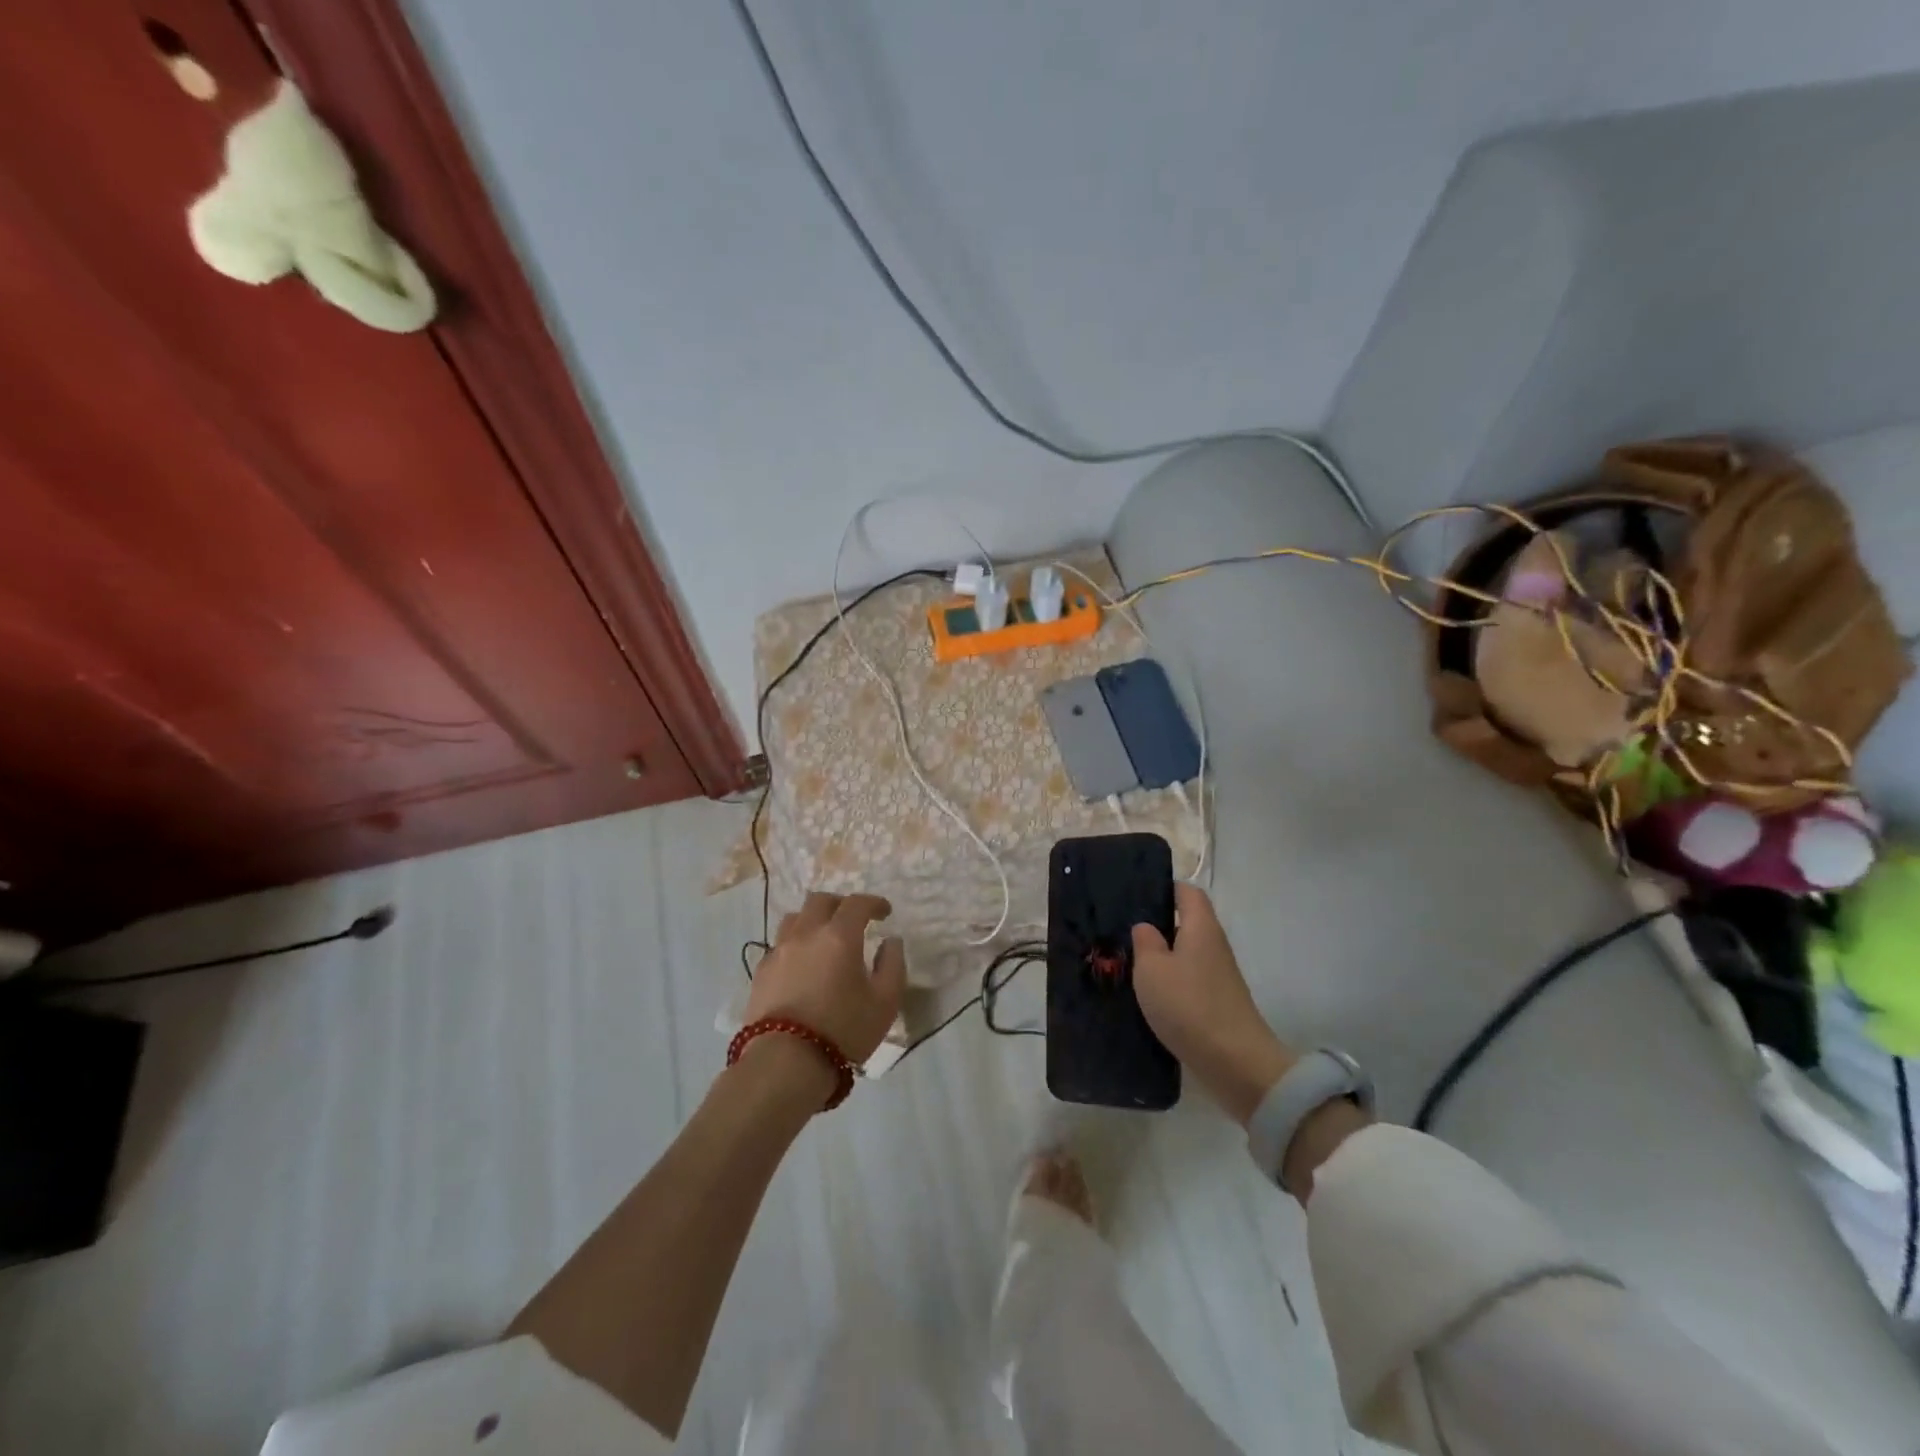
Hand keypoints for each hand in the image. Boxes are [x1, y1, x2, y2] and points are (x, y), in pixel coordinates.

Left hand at [747, 892, 905, 1066]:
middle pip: (821, 901)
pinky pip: (780, 943)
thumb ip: (893, 966)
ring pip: (795, 918)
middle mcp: (806, 934)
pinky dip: (795, 943)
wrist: (784, 1062)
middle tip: (854, 920)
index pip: (857, 903)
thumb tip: (890, 942)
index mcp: (839, 936)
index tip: (885, 912)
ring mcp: (779, 951)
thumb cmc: (843, 1031)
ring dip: (813, 920)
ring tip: (824, 938)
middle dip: (840, 904)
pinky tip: (802, 964)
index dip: (874, 903)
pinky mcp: (761, 972)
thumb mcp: (885, 1003)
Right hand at [1132, 884, 1295, 1124]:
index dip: (1164, 888)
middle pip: (1187, 923)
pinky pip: (1190, 980)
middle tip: (1121, 930)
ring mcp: (1219, 976)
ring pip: (1186, 953)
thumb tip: (1146, 927)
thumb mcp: (1151, 970)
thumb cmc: (1189, 1005)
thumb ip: (1145, 942)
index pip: (1187, 892)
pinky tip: (1148, 994)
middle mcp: (1214, 946)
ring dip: (1162, 956)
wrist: (1235, 1064)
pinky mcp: (1218, 1003)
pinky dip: (1170, 982)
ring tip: (1128, 962)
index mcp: (1201, 927)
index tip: (1135, 894)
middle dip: (1157, 924)